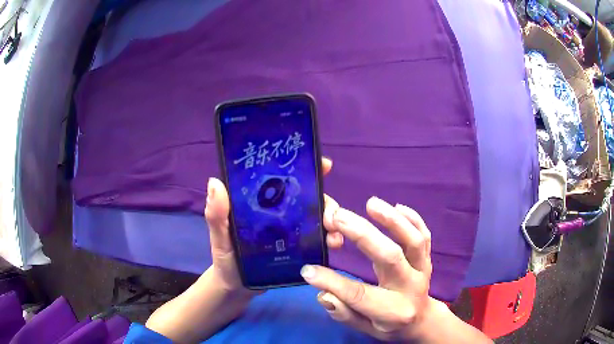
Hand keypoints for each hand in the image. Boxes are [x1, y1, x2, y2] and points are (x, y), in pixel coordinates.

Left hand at [146, 158, 335, 341]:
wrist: (237, 289)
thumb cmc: (225, 260)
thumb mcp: (219, 237)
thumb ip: (216, 215)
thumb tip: (215, 183)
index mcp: (260, 203)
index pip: (283, 179)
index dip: (304, 168)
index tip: (324, 165)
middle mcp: (279, 212)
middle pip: (308, 198)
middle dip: (325, 202)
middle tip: (332, 217)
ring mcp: (290, 230)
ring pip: (317, 217)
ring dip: (332, 222)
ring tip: (335, 237)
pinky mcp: (298, 248)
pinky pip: (317, 238)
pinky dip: (329, 238)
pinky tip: (334, 246)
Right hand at [301, 197, 490, 342]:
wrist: (421, 319)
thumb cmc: (389, 326)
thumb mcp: (365, 328)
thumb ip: (344, 313)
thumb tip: (322, 293)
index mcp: (391, 311)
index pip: (359, 294)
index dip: (332, 281)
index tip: (308, 269)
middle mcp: (410, 287)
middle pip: (389, 257)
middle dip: (362, 235)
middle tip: (337, 217)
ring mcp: (422, 270)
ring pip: (413, 241)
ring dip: (392, 220)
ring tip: (371, 203)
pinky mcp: (427, 258)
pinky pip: (425, 235)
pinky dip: (413, 219)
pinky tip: (397, 206)